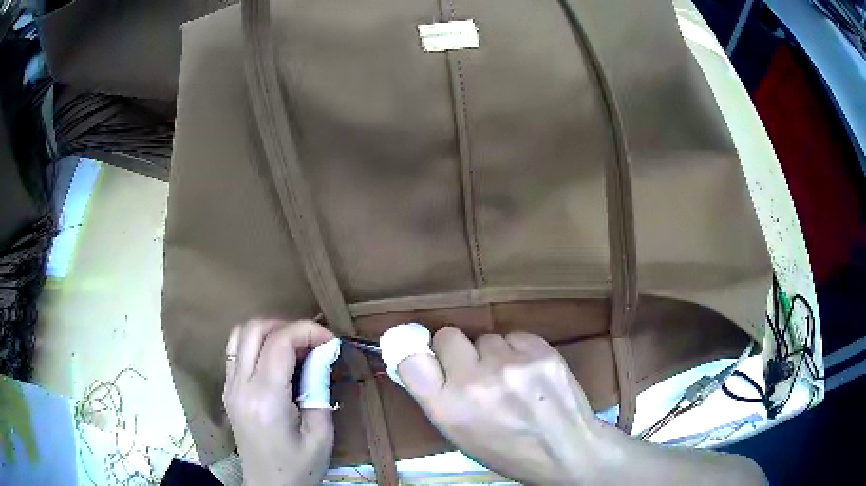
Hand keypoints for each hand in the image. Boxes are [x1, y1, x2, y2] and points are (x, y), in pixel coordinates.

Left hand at [222, 319, 335, 485]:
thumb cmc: (299, 467)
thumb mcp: (320, 433)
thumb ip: (319, 387)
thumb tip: (323, 352)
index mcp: (265, 399)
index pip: (280, 342)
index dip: (308, 331)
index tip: (331, 341)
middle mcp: (240, 386)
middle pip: (254, 328)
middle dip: (287, 326)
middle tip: (312, 343)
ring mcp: (229, 386)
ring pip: (240, 334)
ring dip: (269, 331)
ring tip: (294, 347)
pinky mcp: (227, 390)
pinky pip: (235, 351)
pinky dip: (256, 343)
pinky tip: (276, 361)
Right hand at [395, 326, 611, 483]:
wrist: (567, 451)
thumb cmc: (507, 451)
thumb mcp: (460, 435)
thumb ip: (437, 397)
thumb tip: (419, 362)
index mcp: (447, 409)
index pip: (411, 359)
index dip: (418, 353)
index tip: (429, 357)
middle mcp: (474, 382)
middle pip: (448, 335)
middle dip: (457, 350)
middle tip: (475, 369)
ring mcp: (510, 364)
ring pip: (487, 337)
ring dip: (494, 354)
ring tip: (512, 379)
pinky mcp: (541, 351)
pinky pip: (516, 336)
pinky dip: (519, 351)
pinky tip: (532, 373)